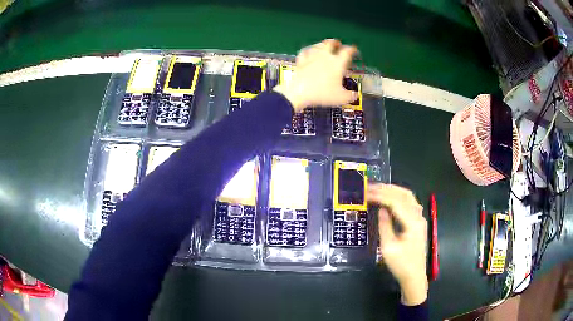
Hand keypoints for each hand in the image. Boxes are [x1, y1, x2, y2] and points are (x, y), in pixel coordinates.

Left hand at [273, 39, 357, 111]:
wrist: (300, 92)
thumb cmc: (322, 94)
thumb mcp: (340, 98)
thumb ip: (350, 95)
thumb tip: (355, 95)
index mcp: (337, 63)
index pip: (347, 52)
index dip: (351, 49)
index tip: (353, 49)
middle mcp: (325, 57)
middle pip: (330, 44)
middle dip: (334, 42)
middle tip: (337, 42)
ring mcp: (311, 57)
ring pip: (317, 45)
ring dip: (322, 44)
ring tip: (324, 44)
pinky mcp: (301, 61)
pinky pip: (304, 52)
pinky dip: (307, 50)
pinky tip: (307, 51)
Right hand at [367, 184, 427, 305]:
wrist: (414, 276)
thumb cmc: (401, 264)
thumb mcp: (389, 247)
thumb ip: (385, 226)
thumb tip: (381, 209)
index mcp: (412, 222)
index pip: (396, 202)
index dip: (380, 195)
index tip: (367, 193)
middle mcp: (418, 217)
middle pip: (405, 195)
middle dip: (387, 189)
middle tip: (371, 186)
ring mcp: (420, 219)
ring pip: (409, 197)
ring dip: (394, 191)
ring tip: (379, 189)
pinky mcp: (418, 223)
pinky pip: (410, 204)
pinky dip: (399, 197)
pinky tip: (391, 200)